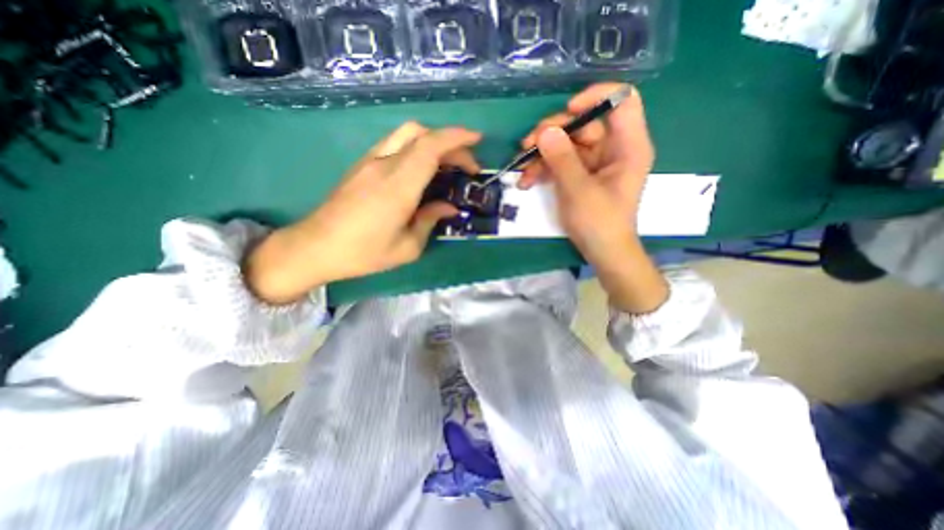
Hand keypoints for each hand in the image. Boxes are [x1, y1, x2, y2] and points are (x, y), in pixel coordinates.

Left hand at [244, 123, 479, 303]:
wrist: (315, 248)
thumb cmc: (364, 253)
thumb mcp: (407, 247)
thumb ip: (430, 221)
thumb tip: (448, 207)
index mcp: (398, 186)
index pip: (430, 147)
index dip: (456, 138)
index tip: (477, 140)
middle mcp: (383, 165)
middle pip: (420, 133)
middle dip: (450, 142)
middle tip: (466, 165)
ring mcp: (369, 162)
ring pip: (406, 134)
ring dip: (432, 142)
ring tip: (447, 165)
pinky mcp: (362, 166)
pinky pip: (395, 145)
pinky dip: (416, 148)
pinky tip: (422, 170)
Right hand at [519, 83, 665, 313]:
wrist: (601, 252)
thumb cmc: (599, 223)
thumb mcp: (579, 191)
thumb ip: (562, 159)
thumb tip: (545, 131)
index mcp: (627, 146)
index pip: (622, 100)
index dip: (596, 97)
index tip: (568, 111)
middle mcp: (612, 148)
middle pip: (584, 123)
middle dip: (553, 132)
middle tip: (527, 144)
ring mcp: (593, 162)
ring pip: (566, 143)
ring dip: (541, 154)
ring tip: (522, 169)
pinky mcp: (579, 174)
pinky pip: (560, 161)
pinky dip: (543, 169)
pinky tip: (527, 181)